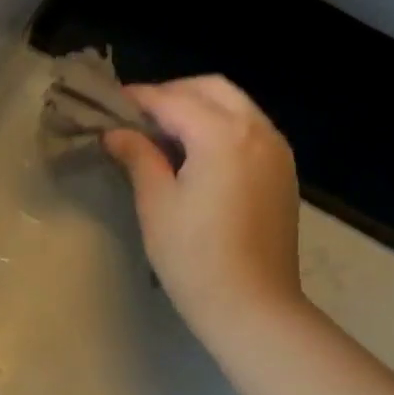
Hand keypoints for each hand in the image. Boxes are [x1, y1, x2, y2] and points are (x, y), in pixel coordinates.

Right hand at [103, 75, 304, 346]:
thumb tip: (115, 133)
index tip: (110, 104)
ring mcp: (277, 150)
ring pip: (236, 105)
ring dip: (199, 107)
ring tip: (163, 133)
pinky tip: (196, 154)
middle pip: (212, 89)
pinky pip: (250, 129)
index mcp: (223, 135)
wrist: (252, 305)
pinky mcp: (283, 172)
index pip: (174, 100)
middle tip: (138, 116)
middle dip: (173, 93)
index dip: (139, 99)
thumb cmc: (194, 257)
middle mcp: (257, 130)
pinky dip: (221, 126)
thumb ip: (138, 157)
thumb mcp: (156, 204)